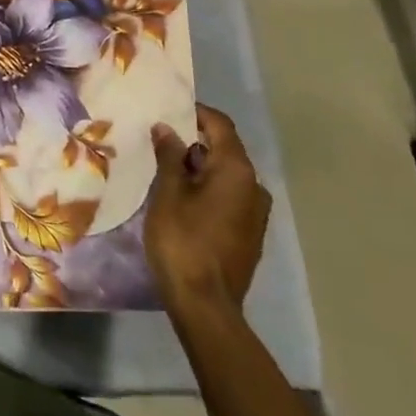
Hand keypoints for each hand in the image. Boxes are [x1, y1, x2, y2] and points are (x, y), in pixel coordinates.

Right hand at [145, 104, 270, 326]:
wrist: (206, 305)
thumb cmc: (183, 240)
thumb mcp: (168, 193)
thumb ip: (170, 156)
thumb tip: (167, 128)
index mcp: (236, 171)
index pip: (220, 125)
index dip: (195, 112)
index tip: (167, 109)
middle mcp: (254, 187)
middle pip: (224, 149)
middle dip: (193, 140)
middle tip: (159, 139)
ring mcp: (255, 213)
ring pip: (226, 175)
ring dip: (199, 167)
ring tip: (165, 168)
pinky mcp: (249, 234)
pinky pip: (228, 197)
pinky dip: (207, 188)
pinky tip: (181, 197)